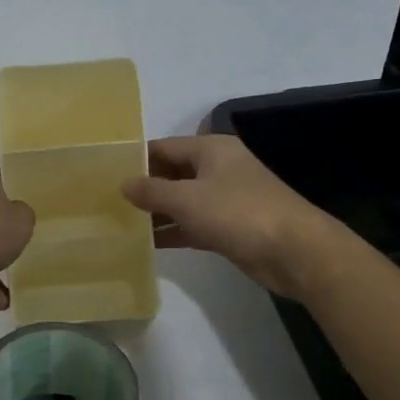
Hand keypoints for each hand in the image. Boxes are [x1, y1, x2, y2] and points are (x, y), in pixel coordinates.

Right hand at [122, 134, 339, 297]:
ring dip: (156, 212)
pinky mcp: (230, 228)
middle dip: (144, 186)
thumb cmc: (238, 213)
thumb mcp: (188, 199)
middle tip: (107, 200)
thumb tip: (124, 184)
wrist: (295, 252)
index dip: (136, 158)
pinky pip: (193, 224)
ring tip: (119, 222)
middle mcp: (218, 169)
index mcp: (211, 150)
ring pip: (182, 201)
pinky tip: (147, 243)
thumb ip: (152, 191)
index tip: (105, 172)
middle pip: (172, 173)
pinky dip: (173, 231)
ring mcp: (225, 199)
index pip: (164, 147)